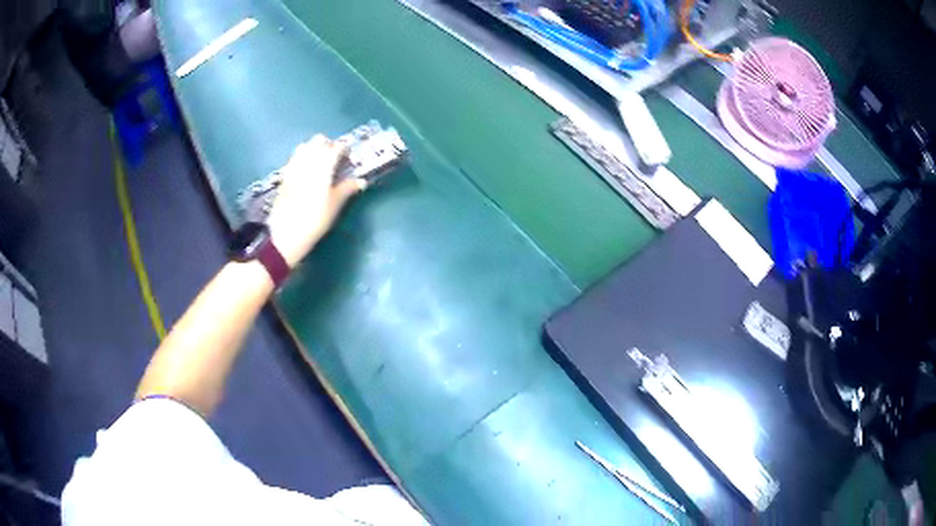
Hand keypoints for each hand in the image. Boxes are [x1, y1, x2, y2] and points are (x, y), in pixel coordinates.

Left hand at [266, 135, 365, 267]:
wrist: (286, 234)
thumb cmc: (315, 220)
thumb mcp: (334, 206)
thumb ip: (347, 189)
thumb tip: (360, 181)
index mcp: (323, 166)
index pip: (335, 148)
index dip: (343, 148)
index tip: (348, 154)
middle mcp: (307, 162)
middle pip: (318, 141)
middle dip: (328, 144)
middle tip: (334, 157)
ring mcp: (293, 167)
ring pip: (304, 146)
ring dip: (313, 149)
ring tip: (319, 162)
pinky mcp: (284, 176)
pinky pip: (293, 158)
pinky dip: (301, 158)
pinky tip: (305, 169)